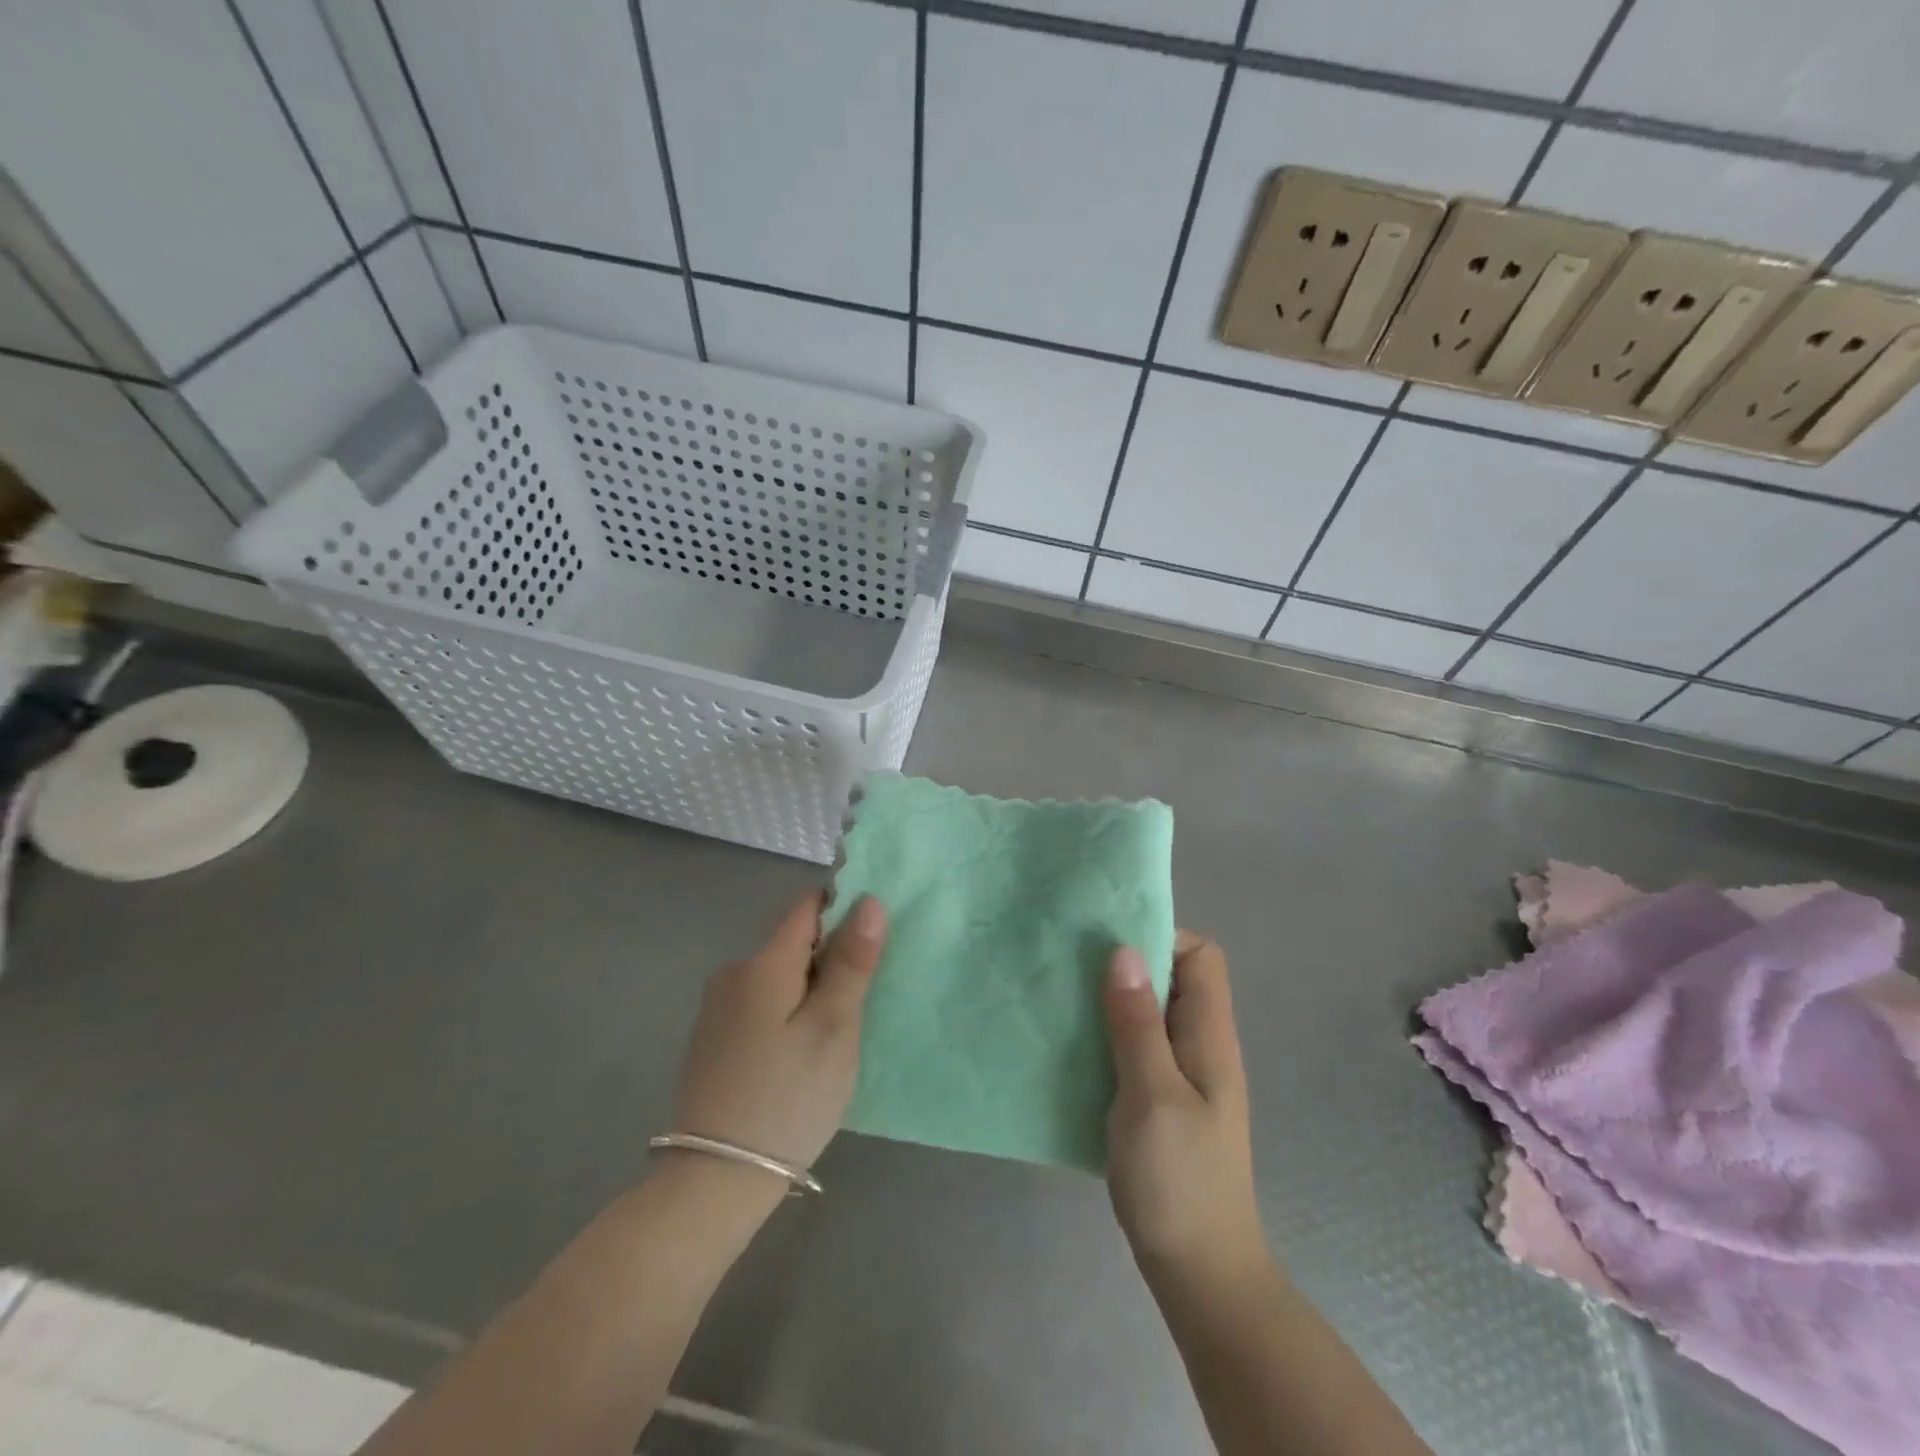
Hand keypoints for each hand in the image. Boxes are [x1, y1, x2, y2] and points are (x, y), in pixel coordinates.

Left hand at [671, 892, 886, 1170]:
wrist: (714, 1181)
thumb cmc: (787, 1098)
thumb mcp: (833, 1028)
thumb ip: (851, 962)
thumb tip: (869, 901)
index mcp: (763, 963)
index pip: (808, 907)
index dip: (843, 910)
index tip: (870, 944)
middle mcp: (734, 973)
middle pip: (794, 944)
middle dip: (830, 961)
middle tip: (858, 1007)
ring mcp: (718, 1008)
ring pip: (779, 977)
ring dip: (810, 991)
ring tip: (832, 1038)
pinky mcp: (713, 1039)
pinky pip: (761, 1005)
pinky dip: (786, 1014)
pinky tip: (797, 1057)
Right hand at [1104, 931, 1268, 1285]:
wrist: (1199, 1272)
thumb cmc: (1179, 1180)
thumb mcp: (1152, 1094)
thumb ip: (1136, 1023)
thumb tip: (1124, 951)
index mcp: (1209, 1036)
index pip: (1201, 955)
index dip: (1162, 936)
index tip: (1111, 944)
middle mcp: (1199, 1045)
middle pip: (1172, 979)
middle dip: (1126, 964)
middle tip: (1073, 967)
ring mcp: (1181, 1076)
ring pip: (1148, 1014)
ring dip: (1112, 1002)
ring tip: (1064, 999)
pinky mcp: (1159, 1101)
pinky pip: (1134, 1048)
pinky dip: (1107, 1037)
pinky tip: (1073, 1048)